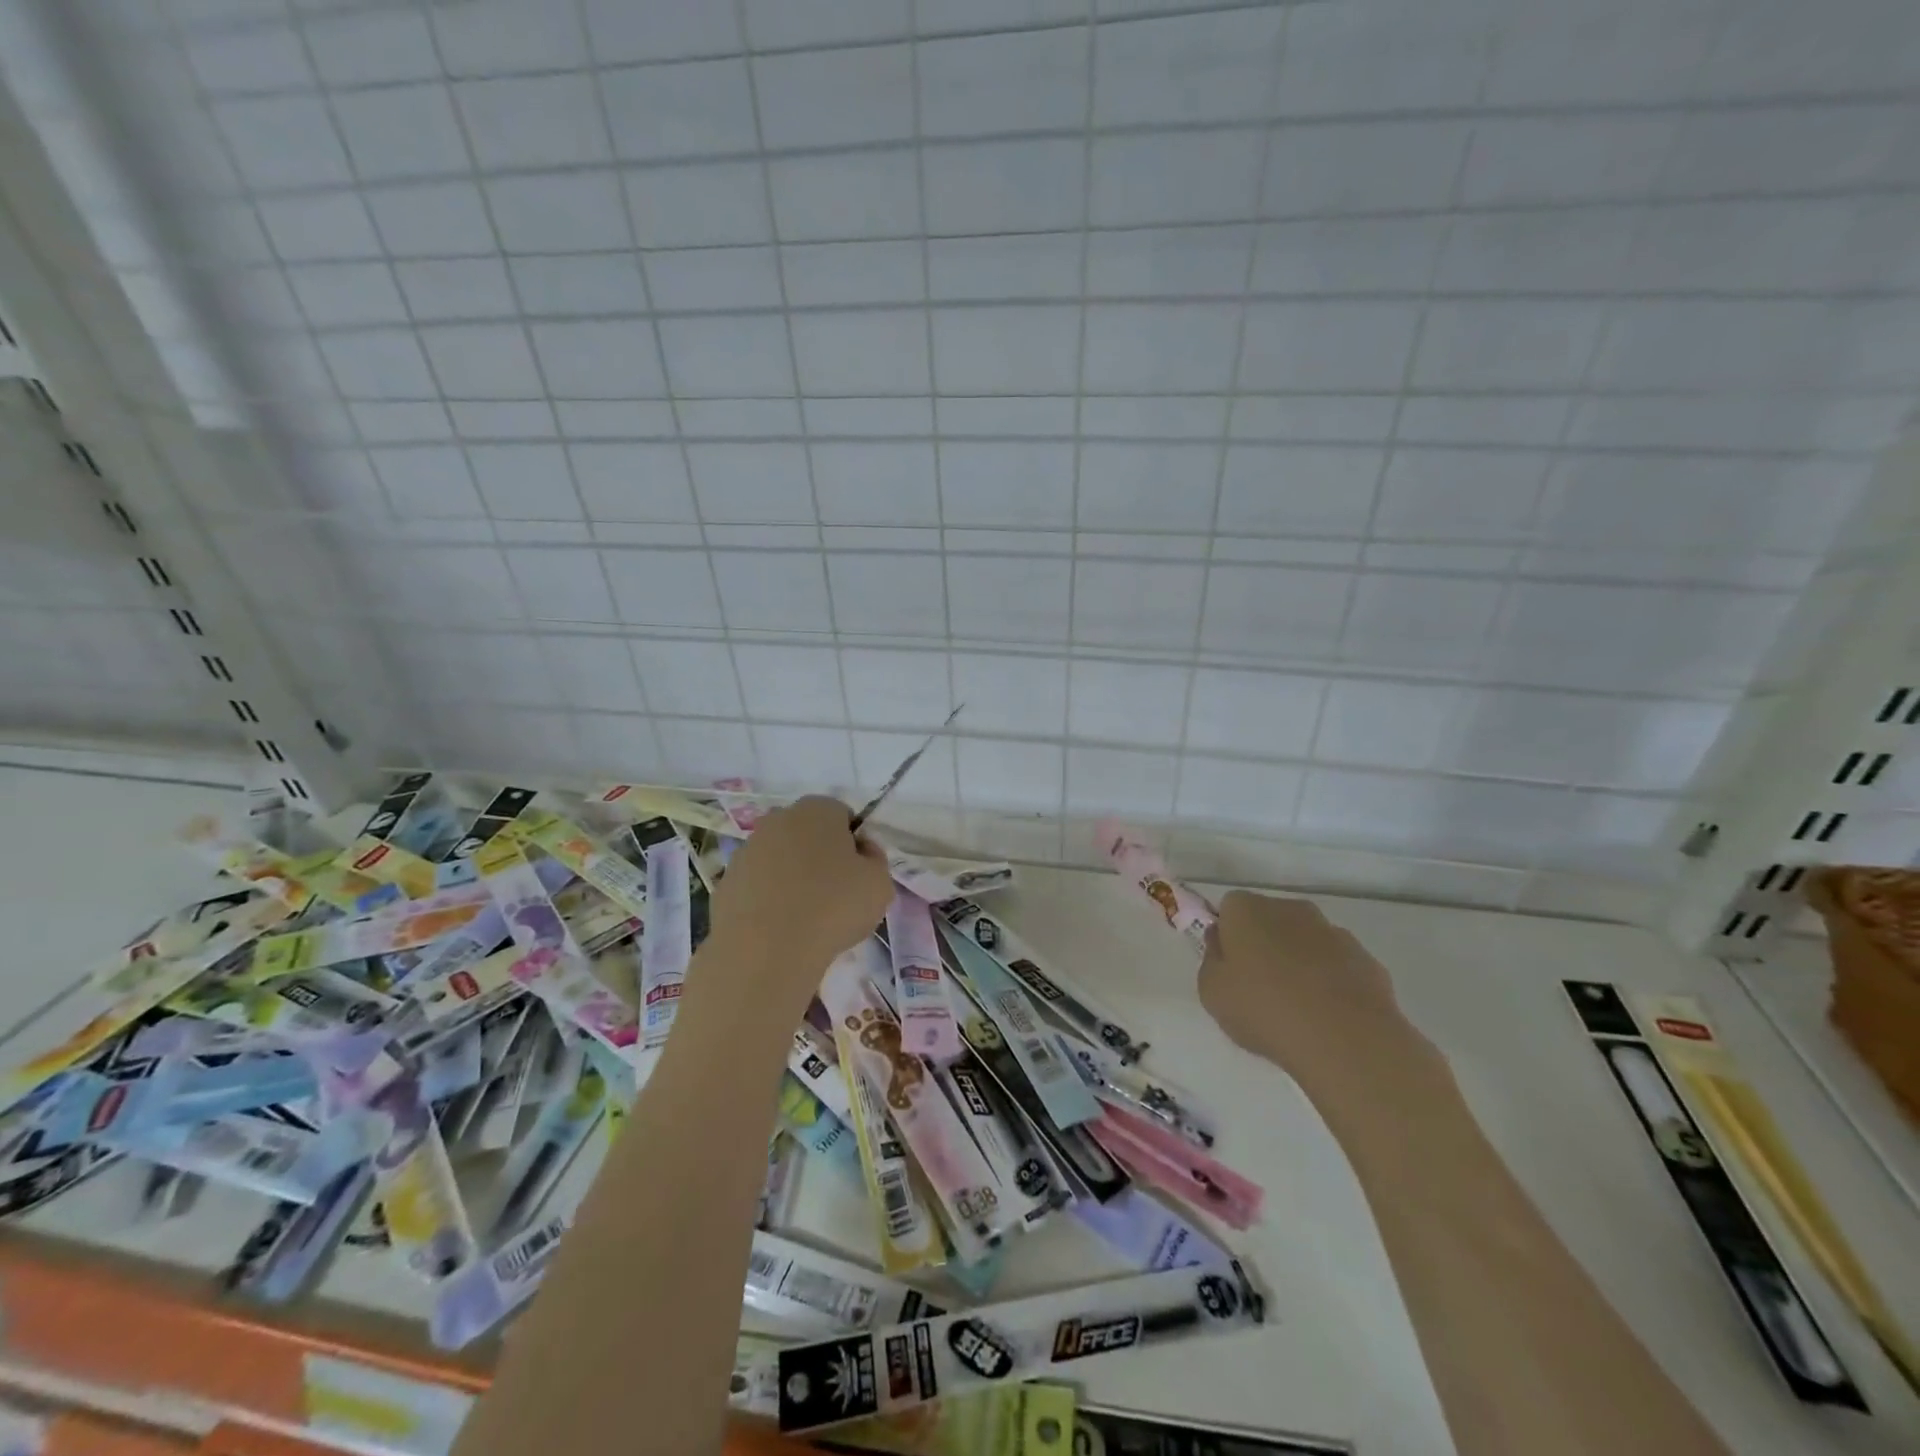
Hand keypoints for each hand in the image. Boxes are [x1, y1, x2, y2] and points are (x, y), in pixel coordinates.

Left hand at [707, 796, 892, 996]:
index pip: (843, 815)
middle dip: (821, 856)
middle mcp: (778, 819)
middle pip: (808, 834)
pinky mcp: (726, 882)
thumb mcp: (880, 884)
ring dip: (792, 878)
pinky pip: (758, 886)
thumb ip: (875, 860)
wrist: (764, 950)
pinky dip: (768, 900)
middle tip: (835, 895)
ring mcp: (747, 850)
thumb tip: (861, 852)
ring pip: (780, 859)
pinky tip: (779, 928)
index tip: (859, 874)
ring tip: (806, 918)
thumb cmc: (832, 907)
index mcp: (818, 810)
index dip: (854, 843)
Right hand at [1198, 892, 1436, 1106]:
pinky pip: (1338, 965)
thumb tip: (1222, 944)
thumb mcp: (1212, 993)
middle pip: (1270, 919)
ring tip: (1297, 1008)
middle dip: (1264, 944)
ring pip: (1306, 941)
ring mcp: (1333, 932)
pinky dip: (1331, 982)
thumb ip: (1212, 961)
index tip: (1229, 967)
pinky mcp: (1366, 960)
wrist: (1345, 1040)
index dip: (1227, 935)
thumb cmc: (1264, 1010)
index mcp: (1247, 910)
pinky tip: (1329, 1016)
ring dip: (1299, 962)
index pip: (1229, 908)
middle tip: (1258, 987)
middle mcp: (1290, 909)